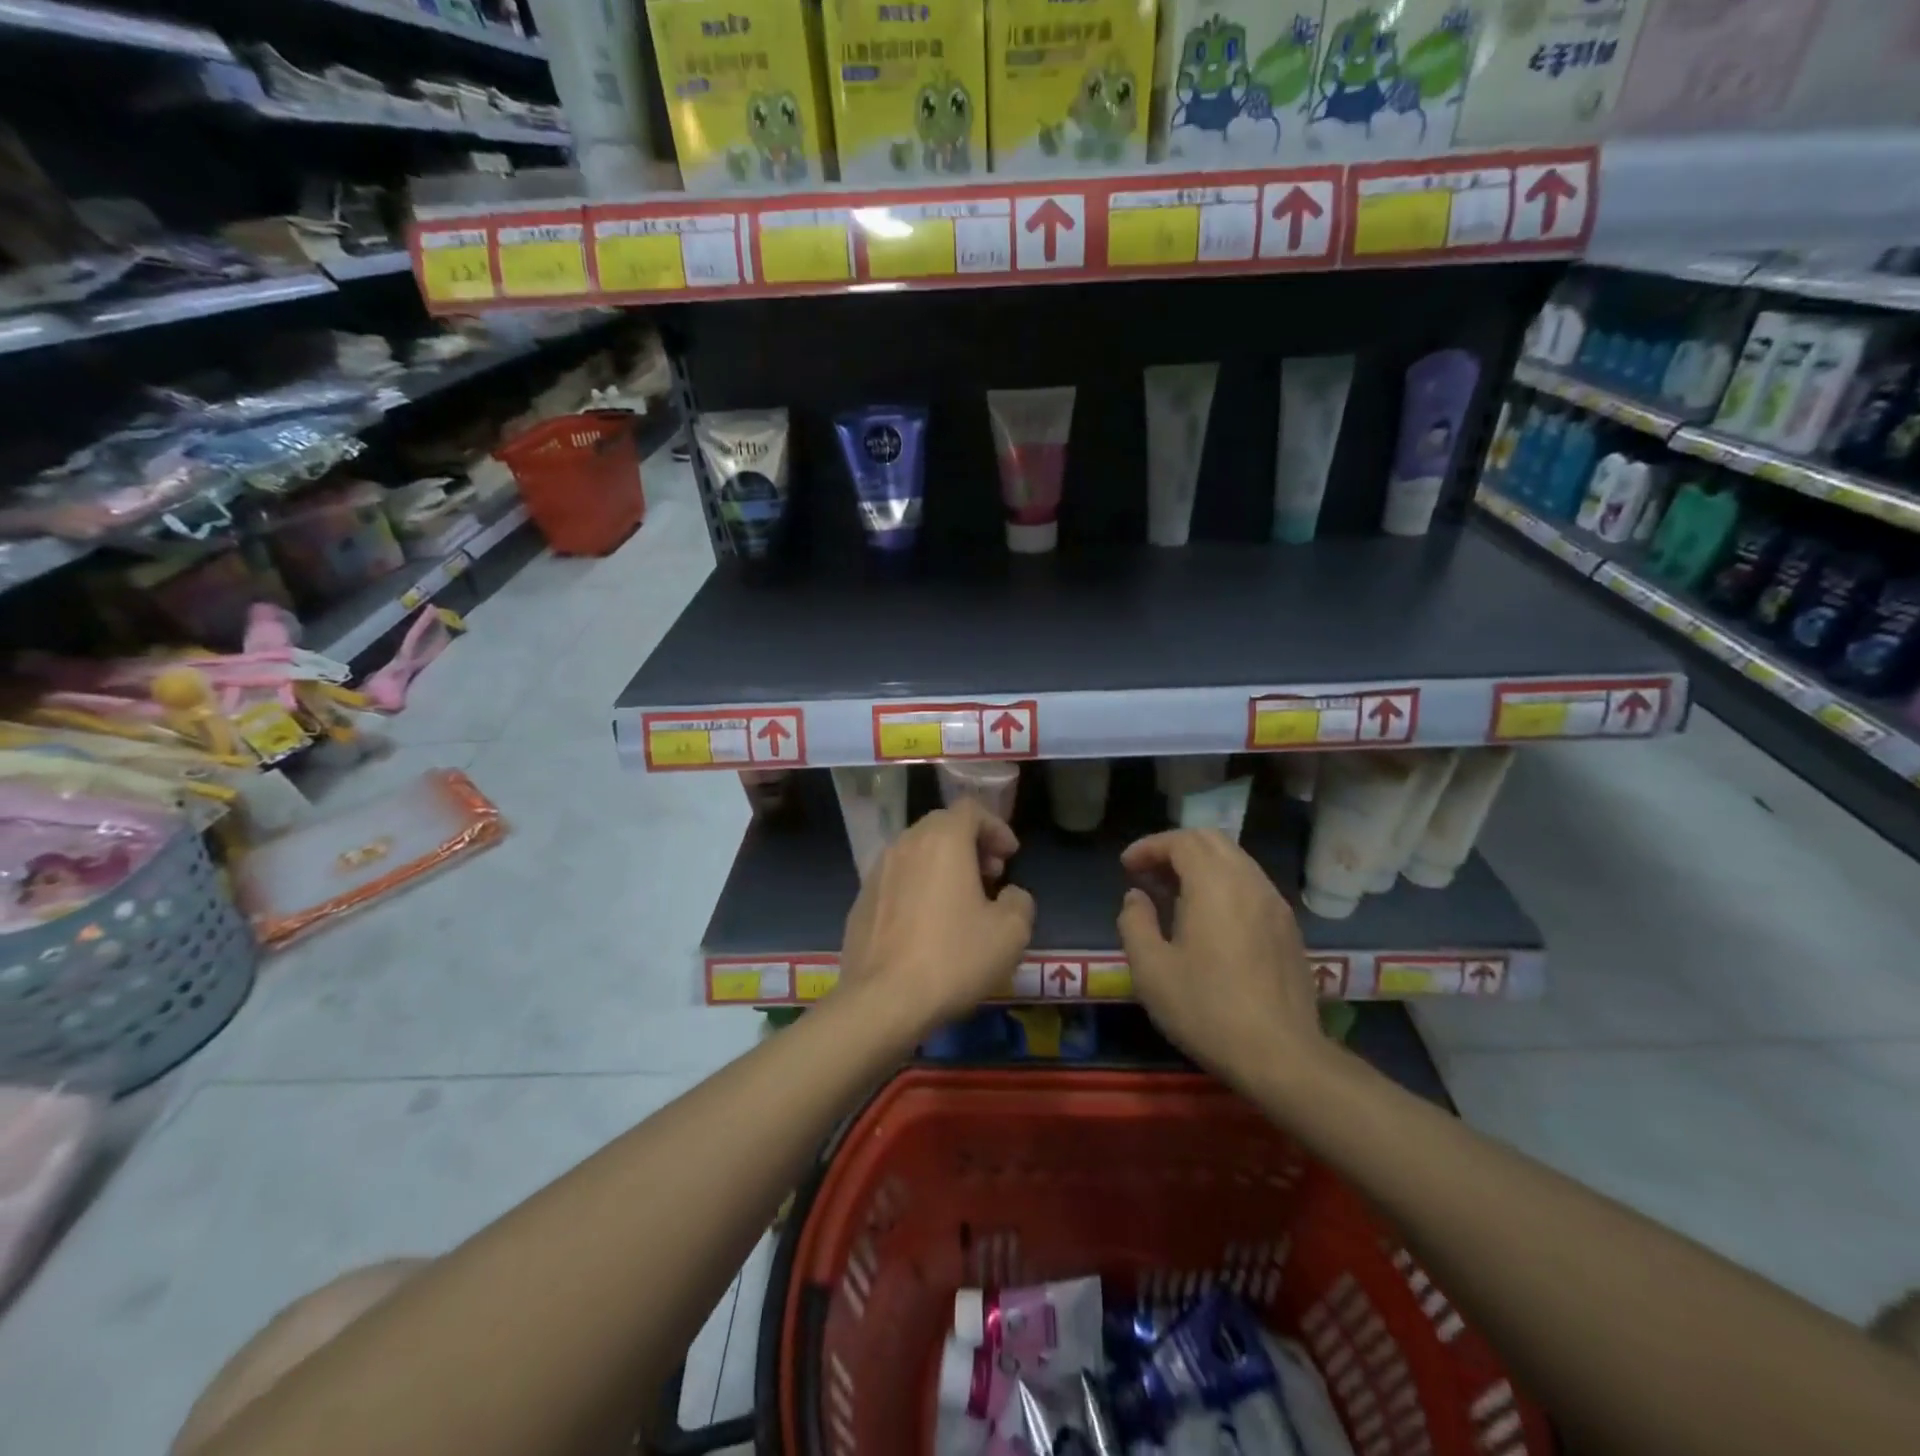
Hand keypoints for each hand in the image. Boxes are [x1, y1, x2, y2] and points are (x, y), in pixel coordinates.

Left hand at [838, 799, 1035, 1033]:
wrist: (882, 1001)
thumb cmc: (953, 958)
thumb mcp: (1010, 933)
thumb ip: (1019, 901)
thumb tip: (1009, 895)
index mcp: (942, 840)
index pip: (971, 809)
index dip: (996, 827)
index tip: (1010, 855)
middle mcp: (905, 844)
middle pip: (942, 826)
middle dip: (971, 844)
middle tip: (991, 875)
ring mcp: (877, 872)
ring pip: (917, 852)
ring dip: (943, 865)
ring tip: (961, 901)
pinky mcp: (861, 901)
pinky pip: (897, 879)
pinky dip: (918, 886)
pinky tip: (928, 924)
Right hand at [1117, 829, 1327, 1093]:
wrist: (1282, 1055)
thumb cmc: (1207, 1009)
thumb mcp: (1151, 970)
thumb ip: (1135, 923)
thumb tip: (1136, 897)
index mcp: (1214, 884)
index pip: (1181, 841)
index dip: (1149, 847)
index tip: (1126, 866)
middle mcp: (1249, 882)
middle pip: (1211, 841)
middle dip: (1175, 848)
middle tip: (1148, 873)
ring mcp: (1275, 904)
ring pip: (1235, 861)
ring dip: (1201, 865)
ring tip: (1173, 894)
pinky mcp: (1289, 928)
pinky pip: (1251, 885)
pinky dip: (1223, 884)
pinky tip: (1209, 919)